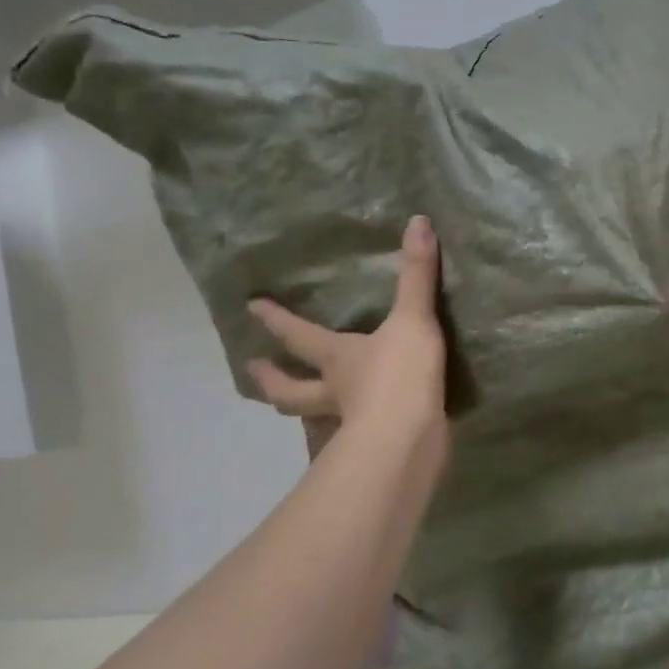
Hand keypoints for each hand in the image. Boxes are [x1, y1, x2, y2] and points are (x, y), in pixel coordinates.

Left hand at [248, 215, 448, 477]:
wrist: (410, 440)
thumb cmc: (400, 375)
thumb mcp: (412, 319)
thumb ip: (416, 273)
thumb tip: (418, 220)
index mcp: (337, 358)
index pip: (298, 335)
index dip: (275, 320)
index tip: (250, 307)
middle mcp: (334, 392)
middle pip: (293, 390)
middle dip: (273, 380)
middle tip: (253, 370)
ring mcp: (351, 425)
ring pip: (316, 420)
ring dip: (303, 416)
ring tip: (297, 411)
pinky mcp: (374, 447)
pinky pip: (353, 439)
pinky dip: (348, 437)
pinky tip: (356, 436)